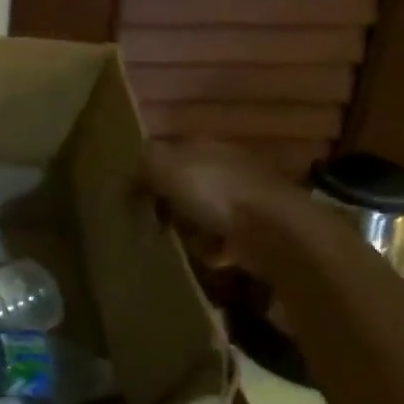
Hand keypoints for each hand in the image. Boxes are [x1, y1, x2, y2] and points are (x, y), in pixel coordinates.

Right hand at [137, 139, 302, 267]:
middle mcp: (228, 168)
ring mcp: (245, 200)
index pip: (169, 153)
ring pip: (205, 212)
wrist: (274, 232)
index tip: (130, 195)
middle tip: (148, 221)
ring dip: (190, 228)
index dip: (147, 172)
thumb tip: (129, 179)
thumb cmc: (214, 192)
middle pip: (187, 183)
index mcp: (206, 147)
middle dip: (168, 202)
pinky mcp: (256, 231)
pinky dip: (212, 250)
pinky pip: (223, 241)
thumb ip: (141, 167)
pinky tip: (205, 256)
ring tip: (174, 242)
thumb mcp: (163, 167)